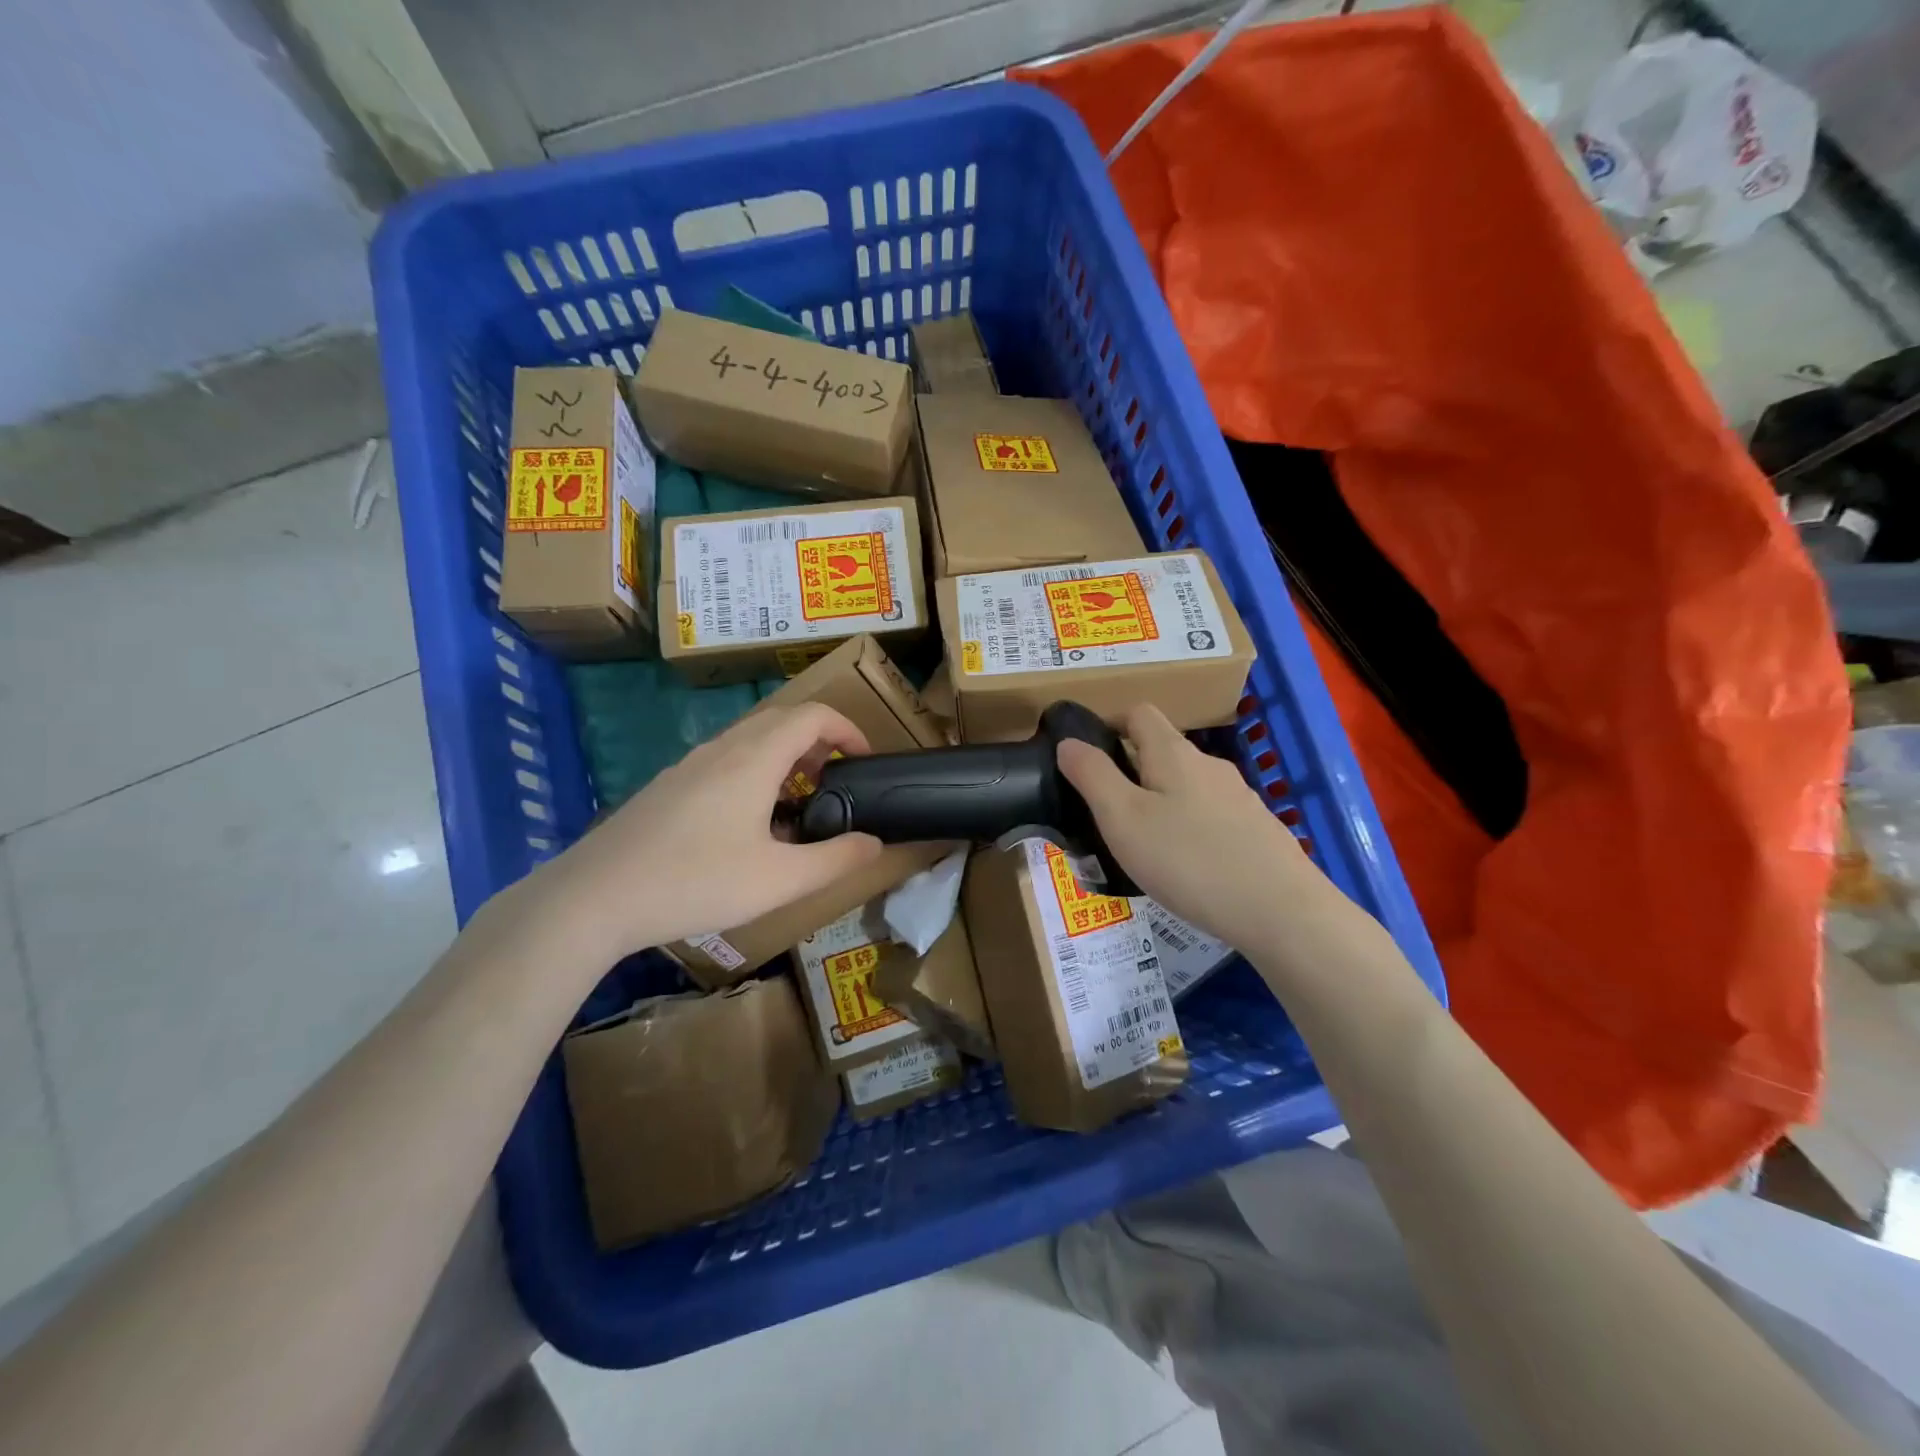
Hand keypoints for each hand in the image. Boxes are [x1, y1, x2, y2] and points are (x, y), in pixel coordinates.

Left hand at [511, 703, 881, 961]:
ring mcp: (689, 765)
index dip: (848, 729)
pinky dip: (755, 772)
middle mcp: (722, 749)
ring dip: (785, 757)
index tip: (865, 761)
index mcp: (754, 758)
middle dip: (819, 742)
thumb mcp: (779, 880)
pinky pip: (725, 760)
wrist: (594, 897)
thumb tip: (874, 843)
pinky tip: (747, 825)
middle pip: (782, 721)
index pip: (812, 715)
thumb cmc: (695, 882)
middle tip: (836, 784)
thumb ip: (835, 860)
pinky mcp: (668, 786)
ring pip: (750, 740)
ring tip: (798, 805)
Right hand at [1057, 704, 1332, 954]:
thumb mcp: (1123, 818)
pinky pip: (1210, 816)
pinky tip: (1185, 869)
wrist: (1281, 911)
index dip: (1109, 724)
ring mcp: (1239, 797)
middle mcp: (1209, 765)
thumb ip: (1092, 775)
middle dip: (1130, 772)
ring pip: (1187, 787)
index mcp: (1173, 753)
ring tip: (1142, 848)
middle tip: (1106, 815)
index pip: (1138, 712)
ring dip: (1160, 804)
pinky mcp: (1257, 830)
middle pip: (1163, 751)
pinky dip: (1189, 829)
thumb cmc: (1188, 860)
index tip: (1086, 758)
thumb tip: (1069, 742)